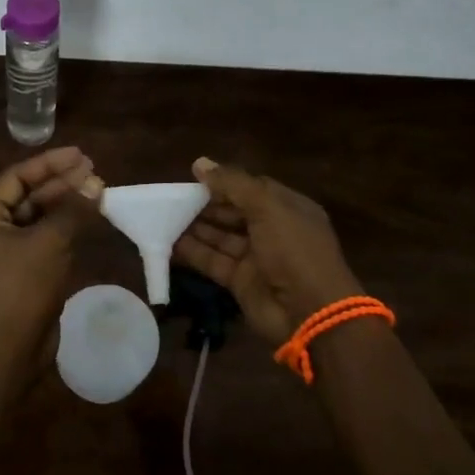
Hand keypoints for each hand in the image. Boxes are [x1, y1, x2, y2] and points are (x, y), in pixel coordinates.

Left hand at [0, 147, 103, 357]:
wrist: (11, 351)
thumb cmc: (22, 289)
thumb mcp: (49, 242)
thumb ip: (73, 209)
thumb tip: (96, 184)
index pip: (16, 178)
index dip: (50, 163)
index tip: (81, 155)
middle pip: (27, 196)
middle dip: (61, 184)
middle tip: (94, 172)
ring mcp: (3, 253)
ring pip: (37, 218)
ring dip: (65, 205)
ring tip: (97, 190)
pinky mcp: (20, 272)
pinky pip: (42, 239)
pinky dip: (64, 228)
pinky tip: (88, 218)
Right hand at [171, 156, 362, 344]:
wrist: (309, 312)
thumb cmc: (293, 249)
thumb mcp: (267, 207)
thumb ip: (232, 183)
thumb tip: (200, 163)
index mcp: (288, 208)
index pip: (252, 189)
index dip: (225, 182)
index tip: (194, 178)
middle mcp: (273, 231)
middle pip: (234, 212)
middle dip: (206, 205)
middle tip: (173, 198)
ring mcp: (257, 258)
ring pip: (222, 237)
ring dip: (196, 227)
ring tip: (165, 216)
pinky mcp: (241, 282)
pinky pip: (214, 261)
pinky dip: (194, 252)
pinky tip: (169, 243)